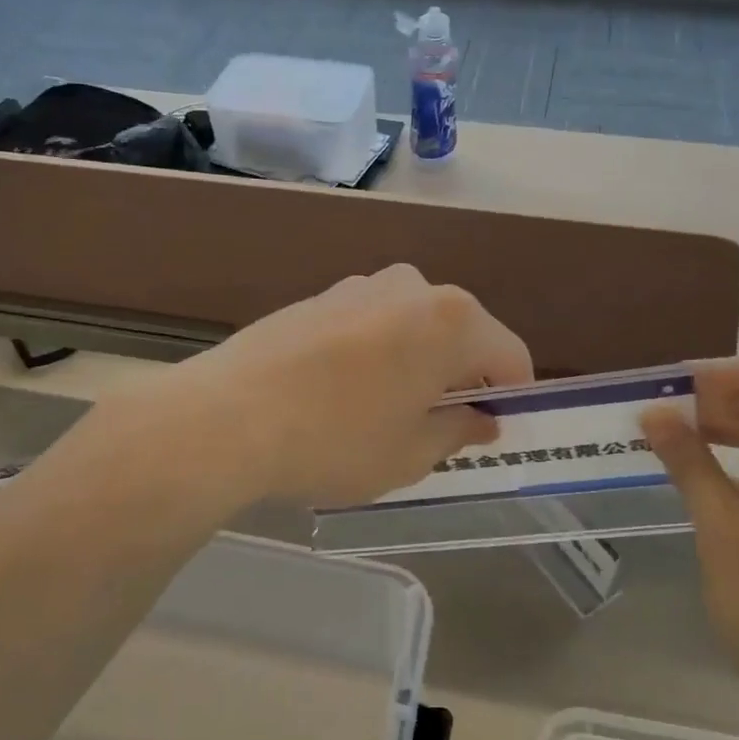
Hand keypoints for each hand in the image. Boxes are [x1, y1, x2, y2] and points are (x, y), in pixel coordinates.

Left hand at [165, 265, 532, 507]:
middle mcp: (412, 287)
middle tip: (441, 428)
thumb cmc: (336, 441)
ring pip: (414, 327)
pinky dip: (378, 354)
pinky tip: (345, 394)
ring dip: (418, 364)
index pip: (510, 355)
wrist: (226, 417)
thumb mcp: (411, 453)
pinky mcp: (319, 297)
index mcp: (451, 320)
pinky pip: (372, 325)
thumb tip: (481, 419)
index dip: (512, 396)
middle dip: (462, 378)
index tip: (494, 431)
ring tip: (387, 414)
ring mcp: (360, 286)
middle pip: (462, 333)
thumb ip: (459, 430)